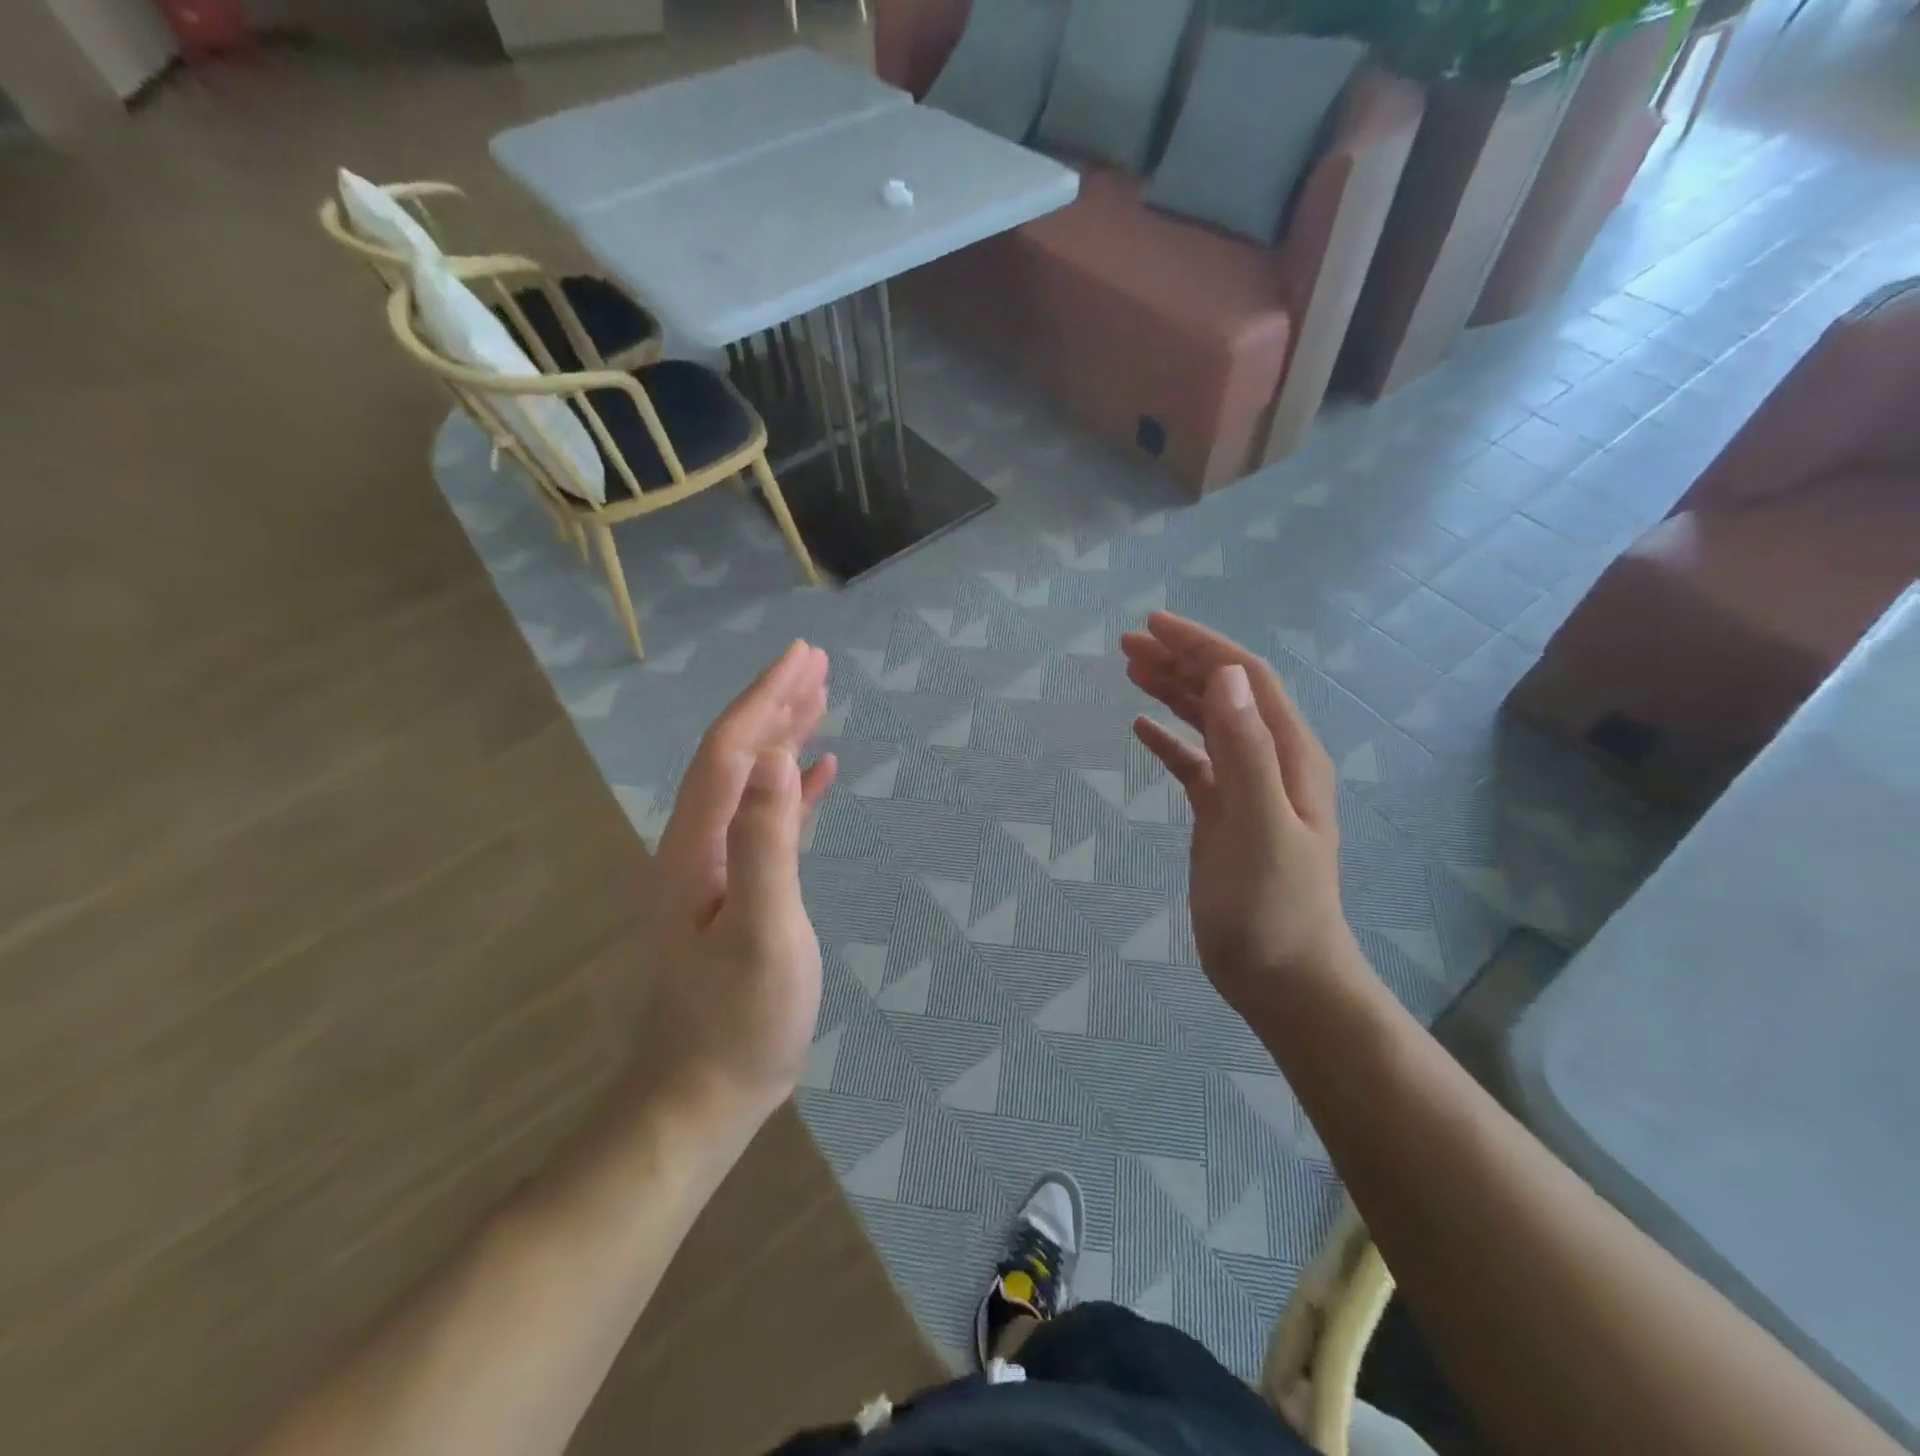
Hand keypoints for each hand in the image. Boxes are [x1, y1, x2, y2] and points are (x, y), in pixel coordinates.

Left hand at [634, 641, 836, 1132]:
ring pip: (750, 783)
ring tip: (819, 700)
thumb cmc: (739, 1019)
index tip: (802, 656)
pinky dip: (792, 789)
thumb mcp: (762, 929)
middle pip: (736, 756)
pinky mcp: (738, 890)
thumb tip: (779, 757)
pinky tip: (818, 774)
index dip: (765, 698)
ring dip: (782, 738)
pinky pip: (766, 819)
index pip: (730, 750)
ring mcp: (716, 868)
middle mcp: (697, 844)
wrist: (703, 1095)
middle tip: (815, 663)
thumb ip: (767, 841)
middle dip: (773, 704)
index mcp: (696, 844)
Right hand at [1121, 613, 1352, 1021]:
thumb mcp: (1259, 825)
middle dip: (1180, 661)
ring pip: (1208, 723)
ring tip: (1131, 669)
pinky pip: (1193, 765)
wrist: (1281, 977)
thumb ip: (1246, 750)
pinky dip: (1168, 742)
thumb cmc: (1271, 906)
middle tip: (1127, 644)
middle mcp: (1271, 762)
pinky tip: (1140, 730)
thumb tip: (1224, 676)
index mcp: (1289, 755)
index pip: (1246, 679)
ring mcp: (1246, 789)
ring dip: (1172, 692)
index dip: (1203, 646)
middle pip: (1225, 694)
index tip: (1154, 624)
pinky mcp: (1223, 816)